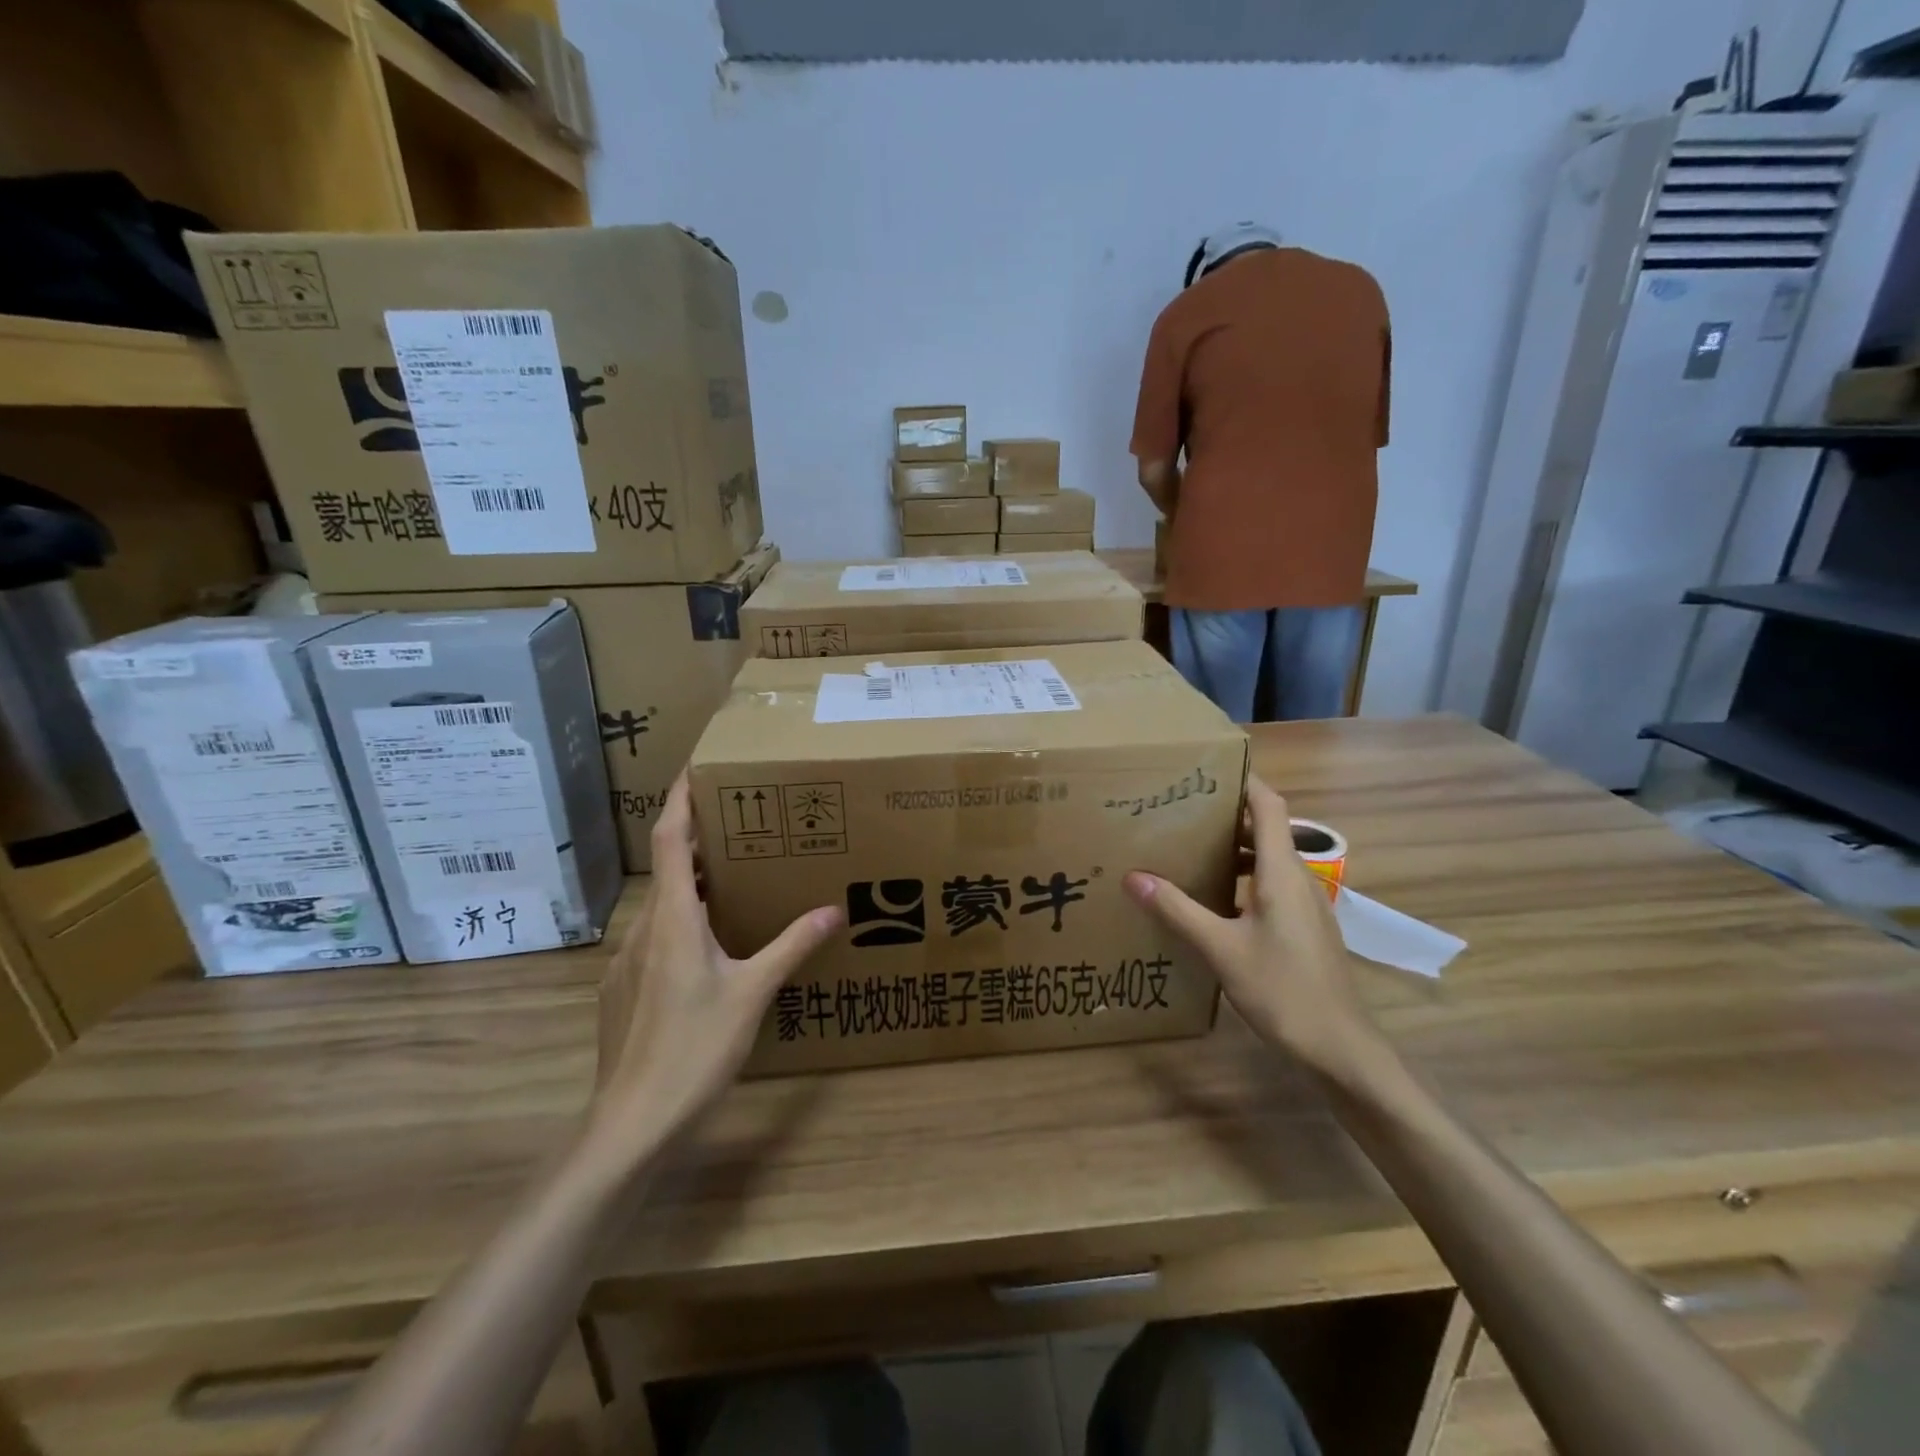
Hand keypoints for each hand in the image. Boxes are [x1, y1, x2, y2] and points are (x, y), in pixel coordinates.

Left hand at [587, 776, 841, 1163]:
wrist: (631, 1124)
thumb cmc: (694, 1049)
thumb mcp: (753, 993)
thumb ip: (791, 946)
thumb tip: (833, 910)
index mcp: (673, 918)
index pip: (670, 839)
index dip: (680, 798)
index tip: (696, 767)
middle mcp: (643, 928)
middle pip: (668, 868)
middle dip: (699, 840)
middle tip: (742, 824)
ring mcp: (626, 961)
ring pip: (661, 905)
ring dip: (692, 884)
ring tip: (733, 880)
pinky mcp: (621, 989)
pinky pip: (654, 937)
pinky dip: (681, 921)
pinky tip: (708, 948)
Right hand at [1124, 775, 1379, 1078]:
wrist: (1341, 1048)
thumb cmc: (1283, 990)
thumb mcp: (1221, 949)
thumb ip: (1178, 910)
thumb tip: (1134, 877)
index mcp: (1283, 873)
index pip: (1269, 806)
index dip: (1244, 781)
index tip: (1208, 768)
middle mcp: (1299, 880)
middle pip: (1267, 830)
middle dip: (1228, 815)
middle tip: (1182, 811)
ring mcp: (1306, 906)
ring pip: (1270, 861)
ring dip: (1236, 849)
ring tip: (1191, 850)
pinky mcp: (1305, 928)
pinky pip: (1273, 886)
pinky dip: (1245, 878)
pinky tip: (1215, 900)